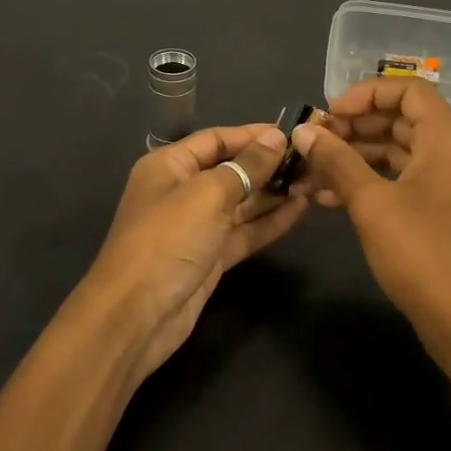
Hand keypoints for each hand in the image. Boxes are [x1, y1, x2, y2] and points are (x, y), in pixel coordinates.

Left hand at [82, 125, 307, 377]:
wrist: (136, 316)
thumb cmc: (167, 241)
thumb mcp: (207, 195)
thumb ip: (246, 166)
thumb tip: (276, 138)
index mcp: (169, 166)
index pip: (216, 139)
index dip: (253, 135)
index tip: (293, 133)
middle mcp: (182, 191)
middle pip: (231, 170)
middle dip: (268, 165)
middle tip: (312, 161)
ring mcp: (197, 227)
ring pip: (241, 203)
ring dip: (274, 193)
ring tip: (313, 183)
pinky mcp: (210, 257)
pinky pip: (244, 232)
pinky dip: (269, 222)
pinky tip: (300, 211)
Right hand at [292, 79, 450, 353]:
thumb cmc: (421, 253)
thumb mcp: (371, 203)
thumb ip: (336, 161)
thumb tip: (303, 131)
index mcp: (448, 139)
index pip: (408, 91)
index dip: (365, 94)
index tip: (328, 114)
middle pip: (401, 120)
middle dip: (354, 128)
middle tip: (314, 142)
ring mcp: (448, 183)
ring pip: (397, 153)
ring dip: (355, 158)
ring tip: (311, 172)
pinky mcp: (440, 210)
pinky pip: (401, 181)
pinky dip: (369, 182)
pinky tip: (328, 199)